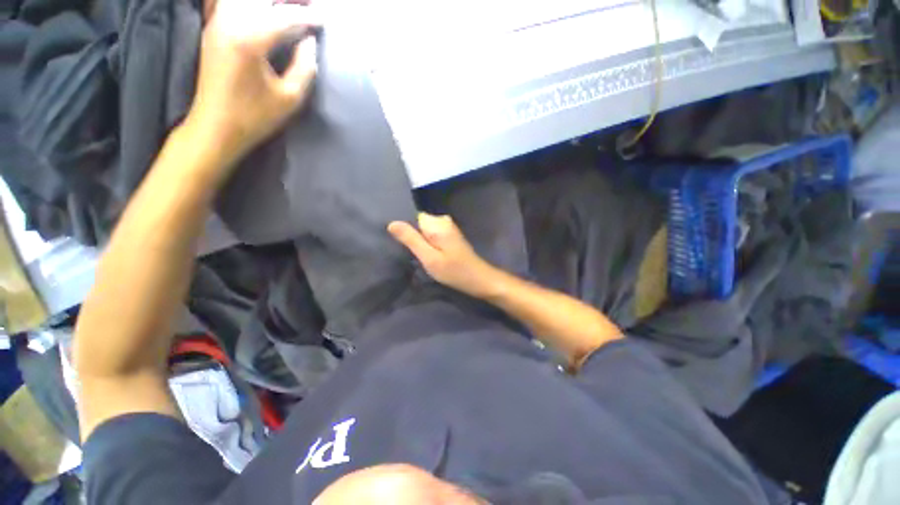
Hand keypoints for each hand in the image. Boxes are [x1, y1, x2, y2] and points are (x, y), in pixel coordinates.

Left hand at [186, 0, 320, 172]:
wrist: (216, 126)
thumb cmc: (255, 116)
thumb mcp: (290, 98)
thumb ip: (304, 67)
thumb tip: (310, 43)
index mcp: (250, 39)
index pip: (284, 17)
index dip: (306, 17)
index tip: (322, 20)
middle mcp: (230, 22)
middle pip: (262, 1)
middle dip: (287, 3)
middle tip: (306, 8)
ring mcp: (217, 23)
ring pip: (246, 1)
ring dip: (269, 4)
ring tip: (286, 10)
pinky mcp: (212, 29)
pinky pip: (230, 5)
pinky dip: (250, 7)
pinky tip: (262, 14)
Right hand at [388, 213, 501, 298]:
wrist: (478, 279)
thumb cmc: (454, 271)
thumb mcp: (429, 258)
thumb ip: (411, 240)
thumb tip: (392, 223)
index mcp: (437, 223)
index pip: (413, 217)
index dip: (406, 230)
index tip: (403, 245)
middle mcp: (443, 220)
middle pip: (419, 224)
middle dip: (413, 237)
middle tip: (414, 254)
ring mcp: (448, 227)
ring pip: (425, 230)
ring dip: (421, 242)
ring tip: (421, 256)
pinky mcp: (451, 235)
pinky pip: (433, 235)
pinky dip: (429, 244)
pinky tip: (430, 255)